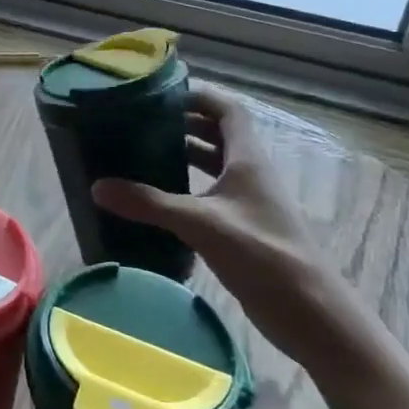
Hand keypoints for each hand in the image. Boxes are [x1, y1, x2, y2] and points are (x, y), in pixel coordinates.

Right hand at [92, 82, 374, 367]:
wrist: (310, 313)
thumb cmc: (262, 254)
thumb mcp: (201, 224)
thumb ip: (149, 204)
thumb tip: (97, 187)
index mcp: (248, 159)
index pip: (228, 110)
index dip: (198, 96)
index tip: (160, 95)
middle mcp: (249, 174)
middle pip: (218, 135)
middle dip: (182, 124)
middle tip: (140, 123)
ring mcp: (248, 202)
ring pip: (213, 166)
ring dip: (183, 156)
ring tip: (141, 154)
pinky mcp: (243, 229)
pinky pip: (209, 195)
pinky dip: (185, 189)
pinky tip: (158, 201)